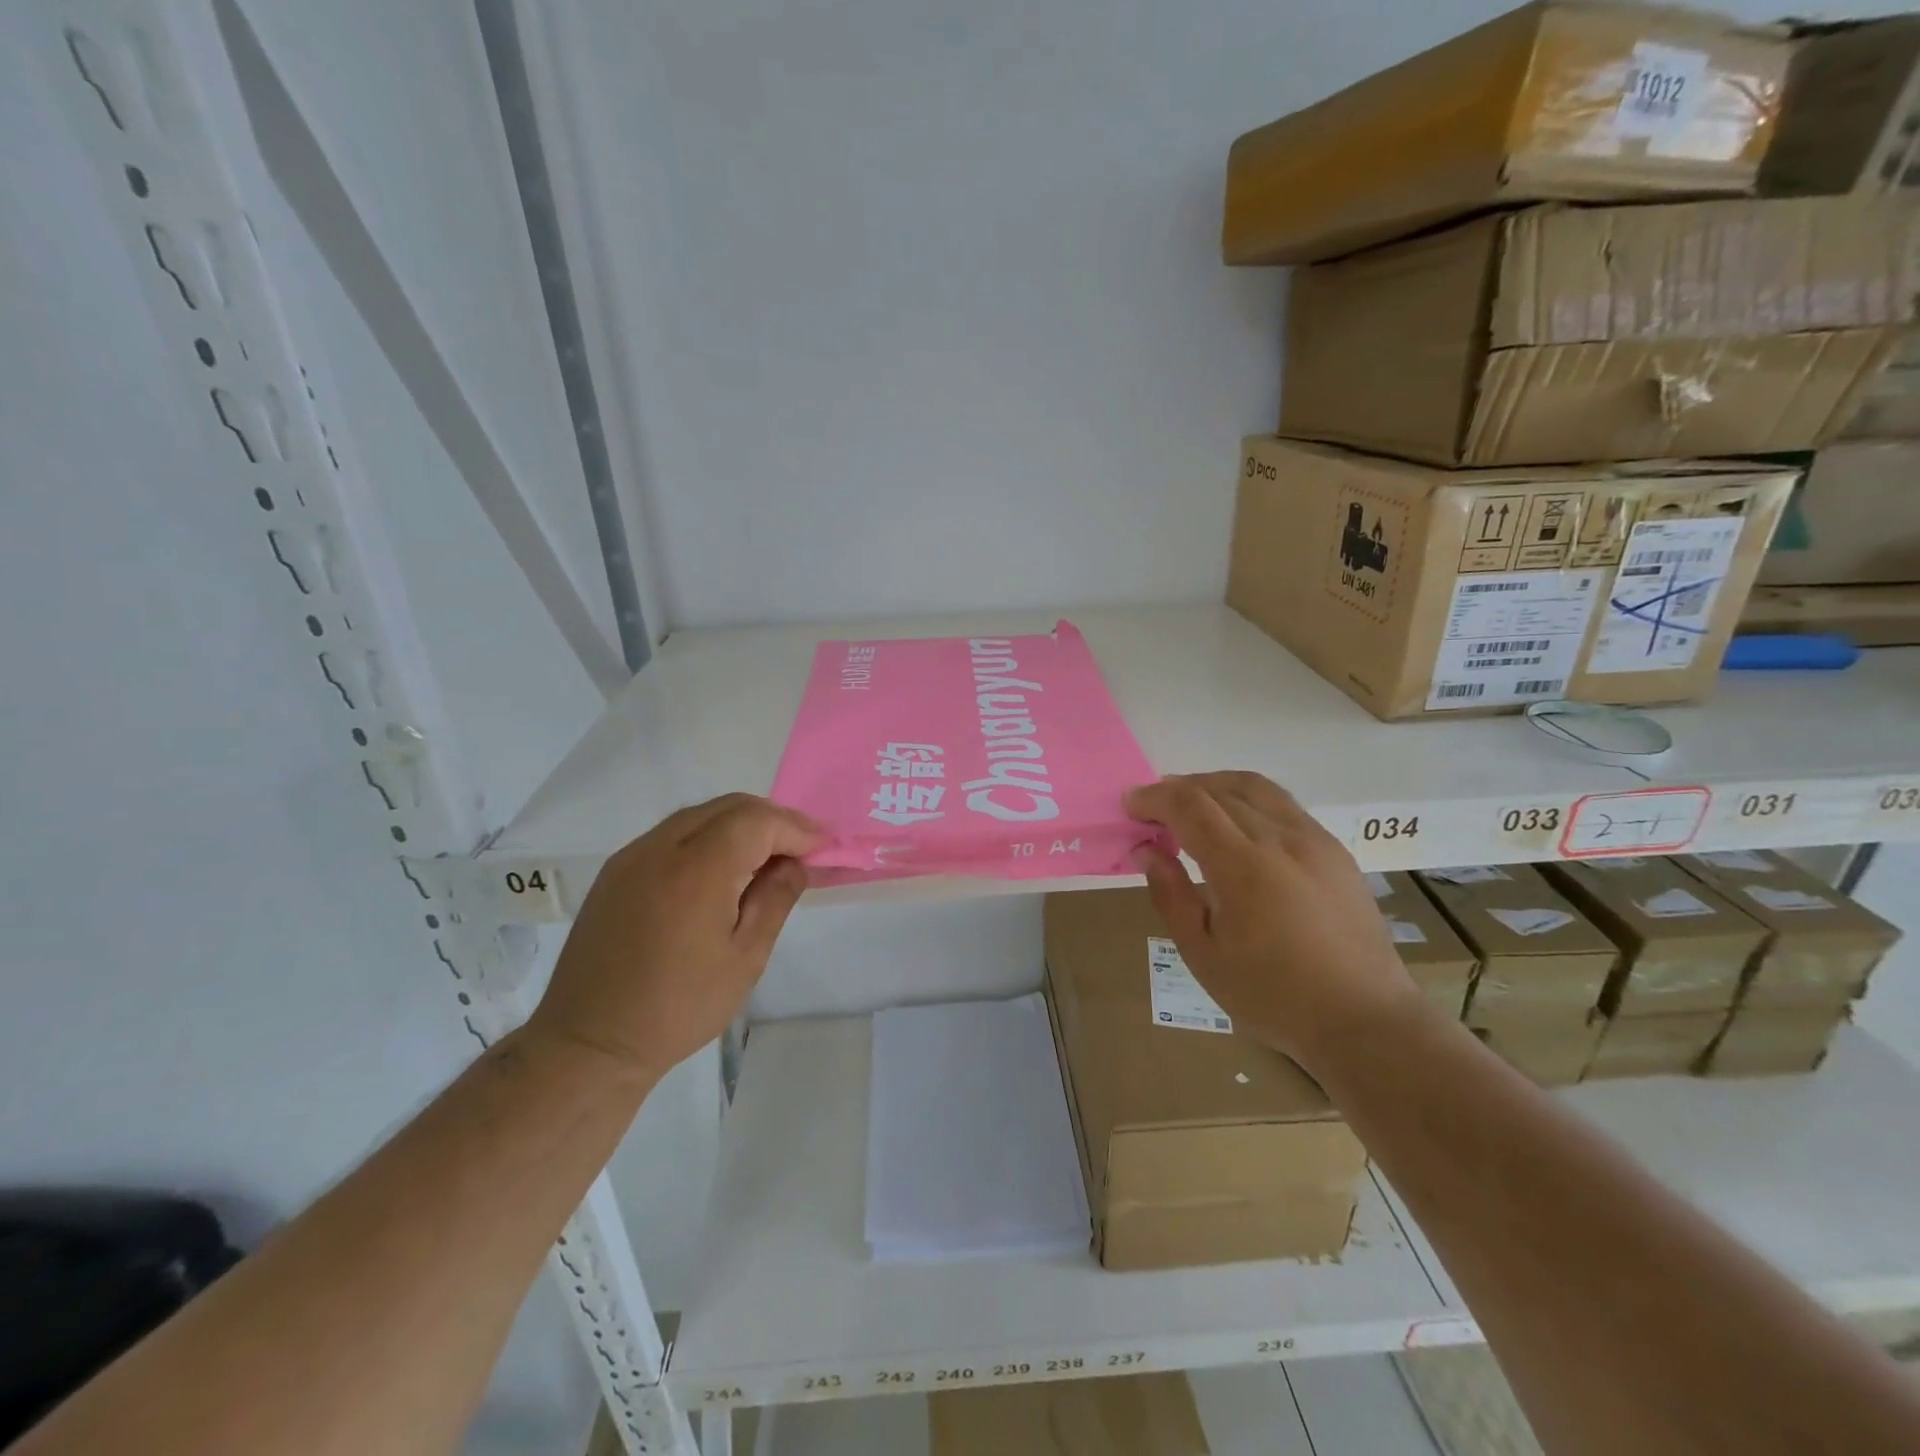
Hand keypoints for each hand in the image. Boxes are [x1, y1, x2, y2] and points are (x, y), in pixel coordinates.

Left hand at [526, 794, 824, 1081]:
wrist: (590, 1042)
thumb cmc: (678, 1007)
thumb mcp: (745, 958)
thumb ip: (776, 899)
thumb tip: (796, 863)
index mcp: (697, 870)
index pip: (758, 822)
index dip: (796, 828)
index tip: (824, 846)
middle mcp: (660, 848)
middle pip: (729, 807)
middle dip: (772, 820)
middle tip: (802, 848)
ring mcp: (633, 856)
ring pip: (700, 815)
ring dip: (740, 824)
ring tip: (767, 856)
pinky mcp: (617, 871)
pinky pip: (673, 833)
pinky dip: (708, 836)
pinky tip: (722, 868)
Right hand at [1125, 772, 1419, 1071]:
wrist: (1365, 1019)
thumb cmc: (1273, 996)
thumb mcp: (1204, 955)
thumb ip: (1171, 895)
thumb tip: (1149, 850)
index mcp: (1243, 866)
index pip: (1189, 805)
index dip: (1154, 798)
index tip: (1130, 805)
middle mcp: (1280, 839)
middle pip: (1219, 789)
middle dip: (1177, 789)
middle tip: (1152, 808)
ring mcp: (1313, 839)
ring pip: (1254, 787)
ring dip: (1213, 785)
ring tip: (1190, 804)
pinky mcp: (1334, 849)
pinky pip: (1282, 805)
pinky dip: (1246, 799)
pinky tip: (1237, 824)